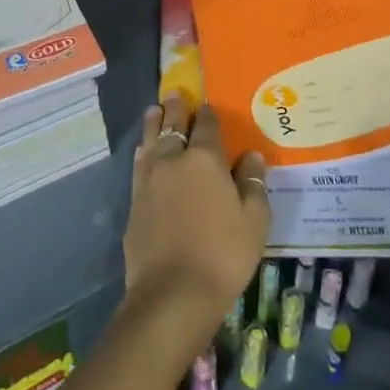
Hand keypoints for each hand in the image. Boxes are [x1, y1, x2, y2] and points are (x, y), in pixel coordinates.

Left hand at [122, 94, 268, 350]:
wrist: (172, 295)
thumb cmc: (222, 255)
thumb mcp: (254, 221)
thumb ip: (253, 184)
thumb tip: (252, 156)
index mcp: (206, 159)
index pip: (207, 126)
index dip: (208, 115)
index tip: (208, 106)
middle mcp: (174, 160)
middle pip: (174, 126)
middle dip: (176, 110)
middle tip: (175, 95)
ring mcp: (150, 180)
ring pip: (151, 141)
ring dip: (154, 124)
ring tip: (154, 111)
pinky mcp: (135, 202)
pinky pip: (139, 165)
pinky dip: (143, 151)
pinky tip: (143, 151)